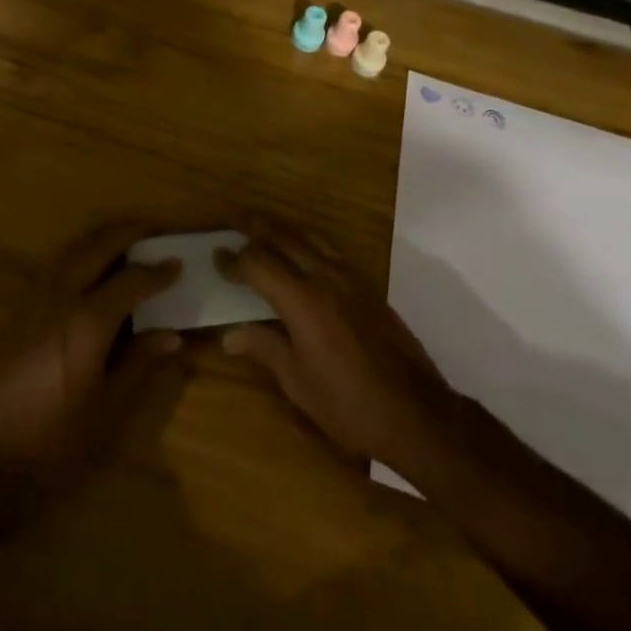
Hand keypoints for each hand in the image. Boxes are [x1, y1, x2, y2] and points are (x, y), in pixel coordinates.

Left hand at [0, 221, 182, 504]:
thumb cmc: (56, 440)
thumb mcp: (107, 409)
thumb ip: (139, 363)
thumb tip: (172, 334)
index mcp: (88, 322)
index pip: (131, 281)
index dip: (157, 272)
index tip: (177, 263)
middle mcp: (62, 297)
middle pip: (99, 246)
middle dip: (128, 234)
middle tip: (154, 232)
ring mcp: (37, 298)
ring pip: (74, 248)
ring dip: (102, 237)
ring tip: (126, 239)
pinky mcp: (21, 307)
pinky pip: (57, 263)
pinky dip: (81, 252)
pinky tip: (90, 265)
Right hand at [217, 221, 455, 469]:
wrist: (415, 412)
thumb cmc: (349, 405)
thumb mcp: (299, 384)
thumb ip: (264, 348)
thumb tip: (229, 335)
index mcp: (302, 300)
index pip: (258, 264)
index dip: (234, 259)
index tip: (216, 256)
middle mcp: (324, 277)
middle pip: (283, 237)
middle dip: (254, 226)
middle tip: (232, 219)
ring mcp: (350, 277)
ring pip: (309, 236)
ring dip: (282, 227)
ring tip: (263, 226)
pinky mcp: (367, 285)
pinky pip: (330, 248)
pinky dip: (307, 240)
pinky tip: (302, 249)